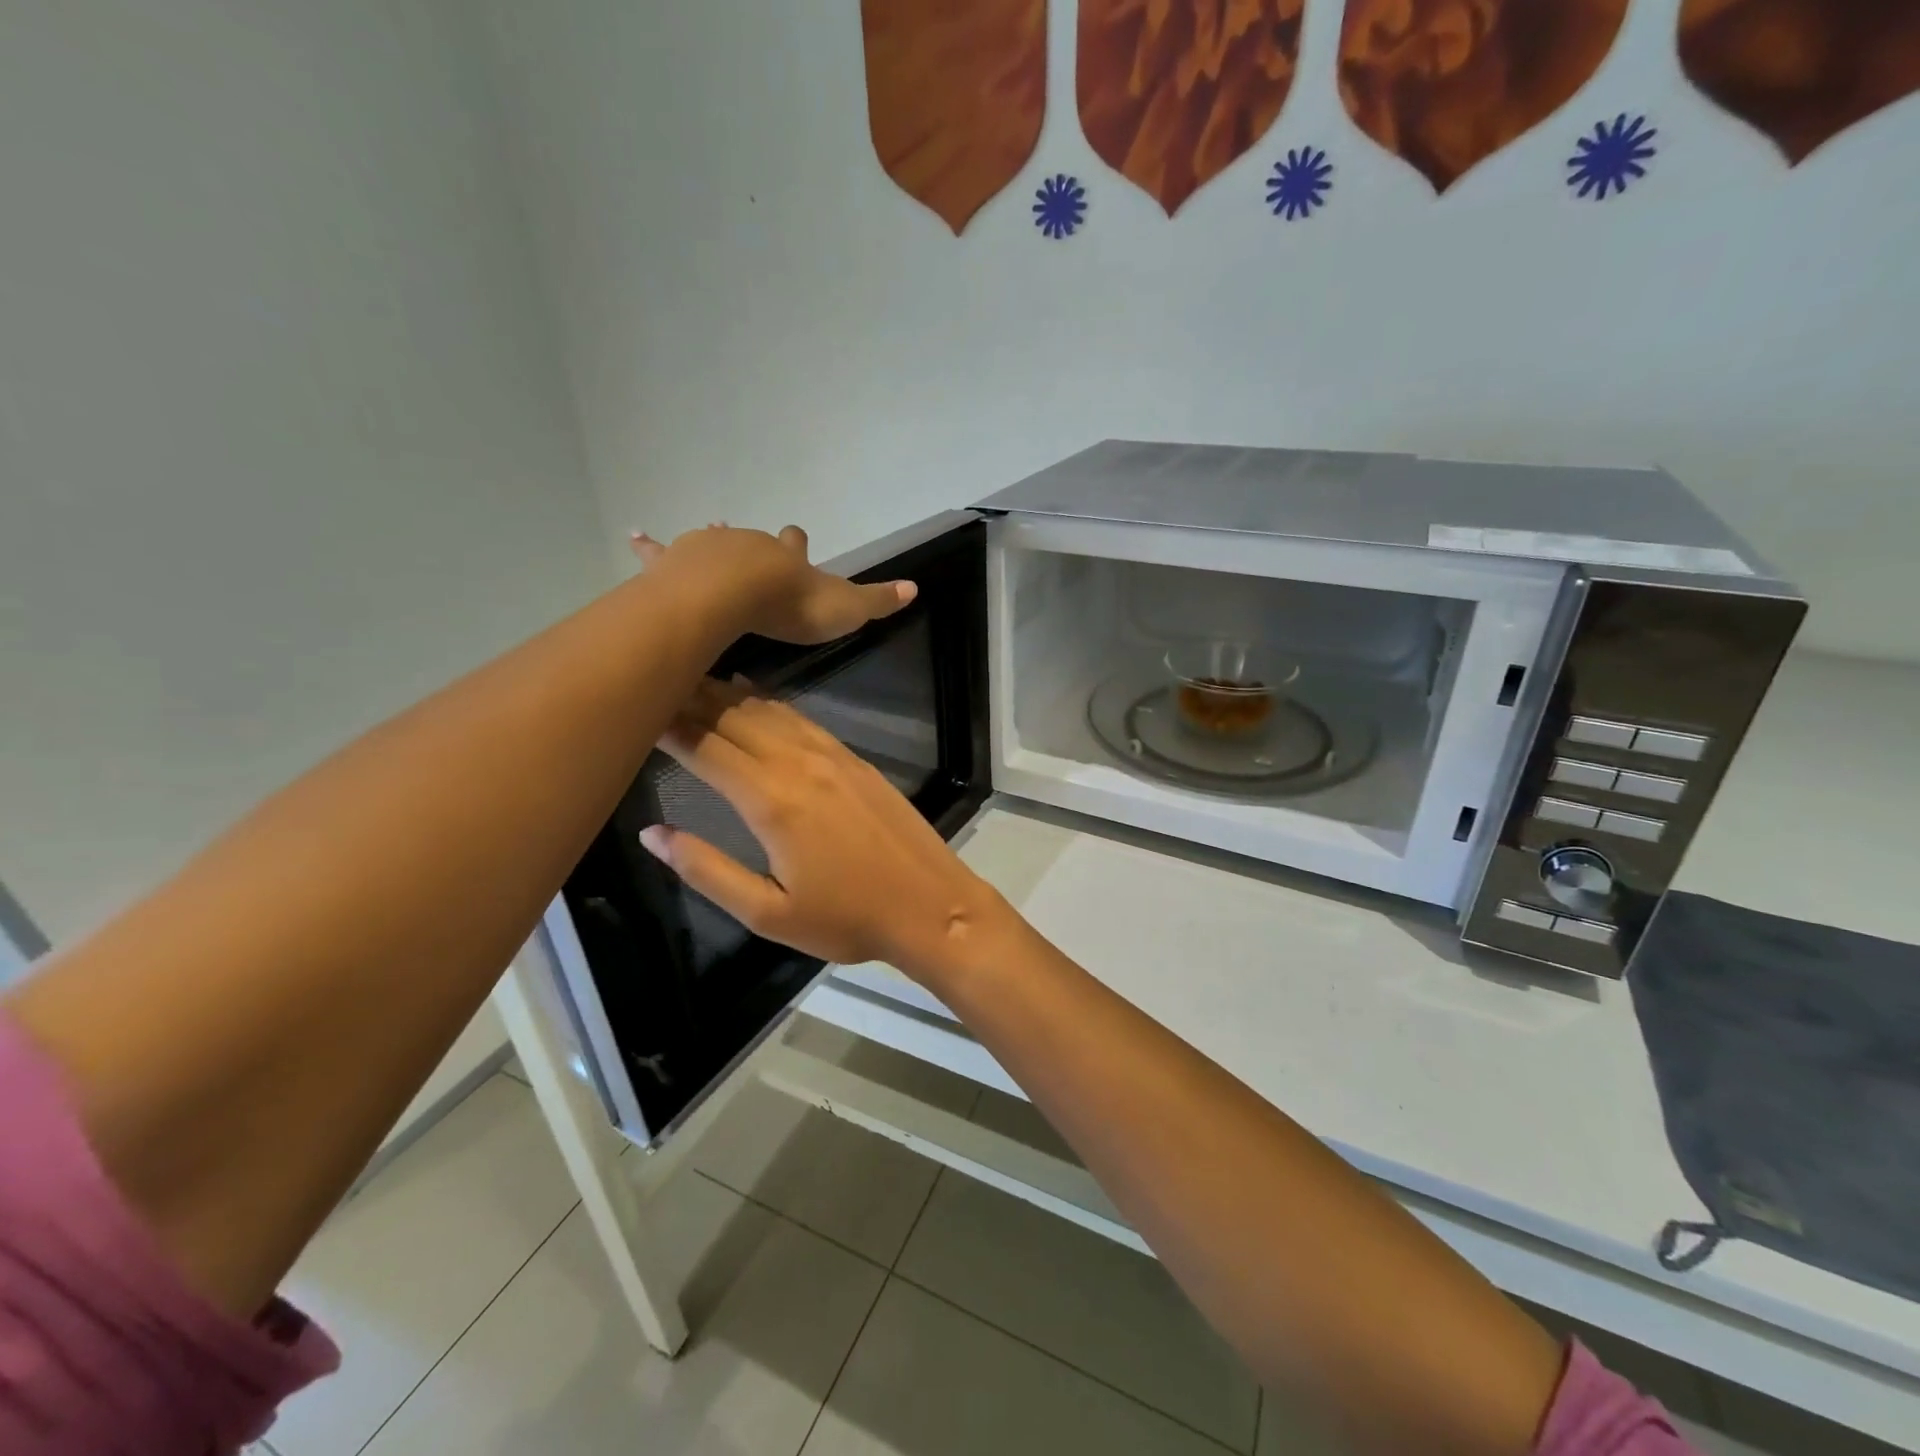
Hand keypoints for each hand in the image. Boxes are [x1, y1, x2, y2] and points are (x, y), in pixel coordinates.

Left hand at [631, 524, 914, 645]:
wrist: (735, 594)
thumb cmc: (791, 604)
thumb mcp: (844, 608)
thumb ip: (877, 601)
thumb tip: (916, 588)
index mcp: (786, 557)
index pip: (795, 544)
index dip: (797, 544)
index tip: (797, 539)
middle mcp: (750, 545)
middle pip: (754, 540)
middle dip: (755, 545)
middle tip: (751, 551)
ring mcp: (711, 549)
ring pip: (712, 541)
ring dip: (712, 542)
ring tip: (707, 537)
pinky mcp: (677, 562)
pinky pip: (659, 552)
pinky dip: (648, 545)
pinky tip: (634, 536)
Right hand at [638, 678, 1007, 981]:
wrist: (931, 904)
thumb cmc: (847, 919)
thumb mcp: (767, 913)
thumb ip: (706, 870)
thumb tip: (652, 834)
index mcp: (771, 800)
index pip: (704, 746)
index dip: (666, 723)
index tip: (632, 708)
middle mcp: (798, 763)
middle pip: (732, 716)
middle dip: (689, 698)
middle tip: (650, 685)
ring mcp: (831, 755)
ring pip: (767, 710)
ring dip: (726, 693)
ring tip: (688, 680)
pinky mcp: (854, 758)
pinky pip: (801, 718)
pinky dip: (768, 702)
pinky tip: (752, 696)